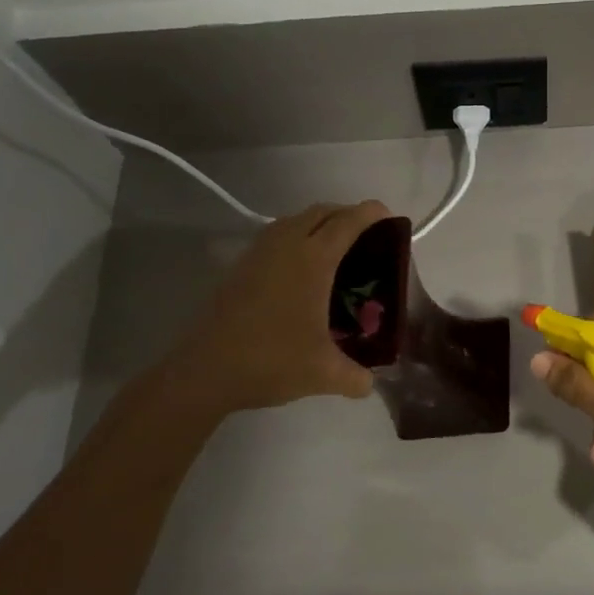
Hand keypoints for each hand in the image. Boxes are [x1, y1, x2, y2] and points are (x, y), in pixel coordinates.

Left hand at [155, 201, 390, 421]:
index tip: (388, 215)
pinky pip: (276, 236)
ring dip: (318, 223)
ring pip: (294, 220)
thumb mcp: (324, 374)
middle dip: (346, 214)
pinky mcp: (239, 266)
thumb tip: (370, 382)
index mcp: (313, 260)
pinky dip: (295, 237)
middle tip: (367, 234)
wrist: (205, 371)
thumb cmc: (271, 361)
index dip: (371, 213)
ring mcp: (258, 253)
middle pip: (321, 212)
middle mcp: (286, 246)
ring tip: (335, 248)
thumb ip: (357, 377)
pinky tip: (300, 268)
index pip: (348, 222)